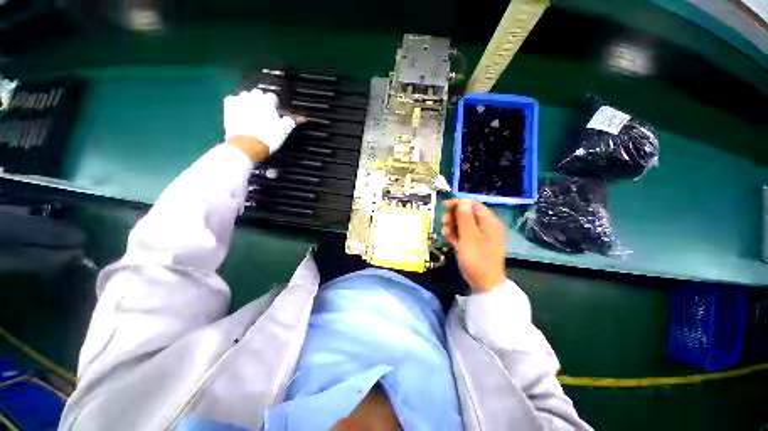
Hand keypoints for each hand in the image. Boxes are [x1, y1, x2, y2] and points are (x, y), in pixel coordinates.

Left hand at [224, 89, 295, 161]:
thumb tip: (292, 118)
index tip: (275, 110)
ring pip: (245, 95)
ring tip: (251, 109)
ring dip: (248, 100)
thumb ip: (289, 122)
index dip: (274, 103)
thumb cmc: (268, 138)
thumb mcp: (284, 131)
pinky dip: (236, 103)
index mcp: (268, 103)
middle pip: (258, 93)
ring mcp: (240, 101)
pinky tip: (239, 109)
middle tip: (264, 110)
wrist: (248, 145)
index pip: (272, 96)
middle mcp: (253, 98)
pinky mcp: (229, 107)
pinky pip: (232, 99)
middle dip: (261, 99)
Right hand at [442, 199, 506, 292]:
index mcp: (489, 222)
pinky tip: (448, 239)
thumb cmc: (477, 258)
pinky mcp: (475, 244)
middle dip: (453, 216)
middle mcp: (486, 226)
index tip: (443, 207)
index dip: (458, 204)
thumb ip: (465, 218)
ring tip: (445, 233)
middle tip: (443, 223)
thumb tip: (462, 201)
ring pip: (463, 224)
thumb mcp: (469, 237)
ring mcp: (480, 236)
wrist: (484, 283)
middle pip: (467, 213)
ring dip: (452, 226)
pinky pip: (464, 234)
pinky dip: (455, 235)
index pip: (473, 205)